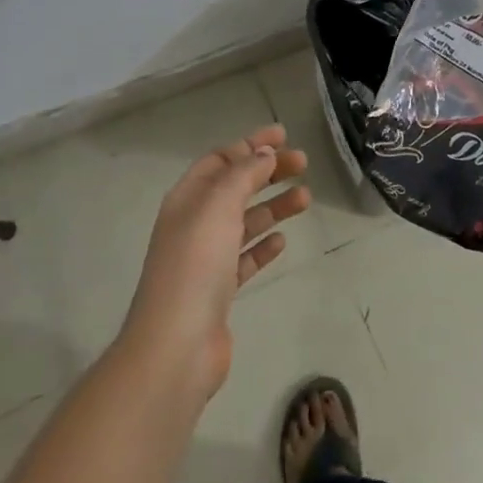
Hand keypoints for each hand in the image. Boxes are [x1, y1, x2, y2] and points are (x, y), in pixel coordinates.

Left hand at [122, 125, 309, 399]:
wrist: (177, 346)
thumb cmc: (196, 265)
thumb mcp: (219, 207)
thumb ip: (243, 175)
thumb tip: (264, 153)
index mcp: (187, 199)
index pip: (220, 160)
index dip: (250, 145)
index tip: (284, 136)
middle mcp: (194, 224)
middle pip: (235, 187)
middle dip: (268, 172)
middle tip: (303, 163)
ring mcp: (206, 259)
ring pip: (245, 222)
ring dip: (274, 206)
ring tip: (306, 198)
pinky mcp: (219, 291)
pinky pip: (245, 258)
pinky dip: (263, 245)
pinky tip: (283, 242)